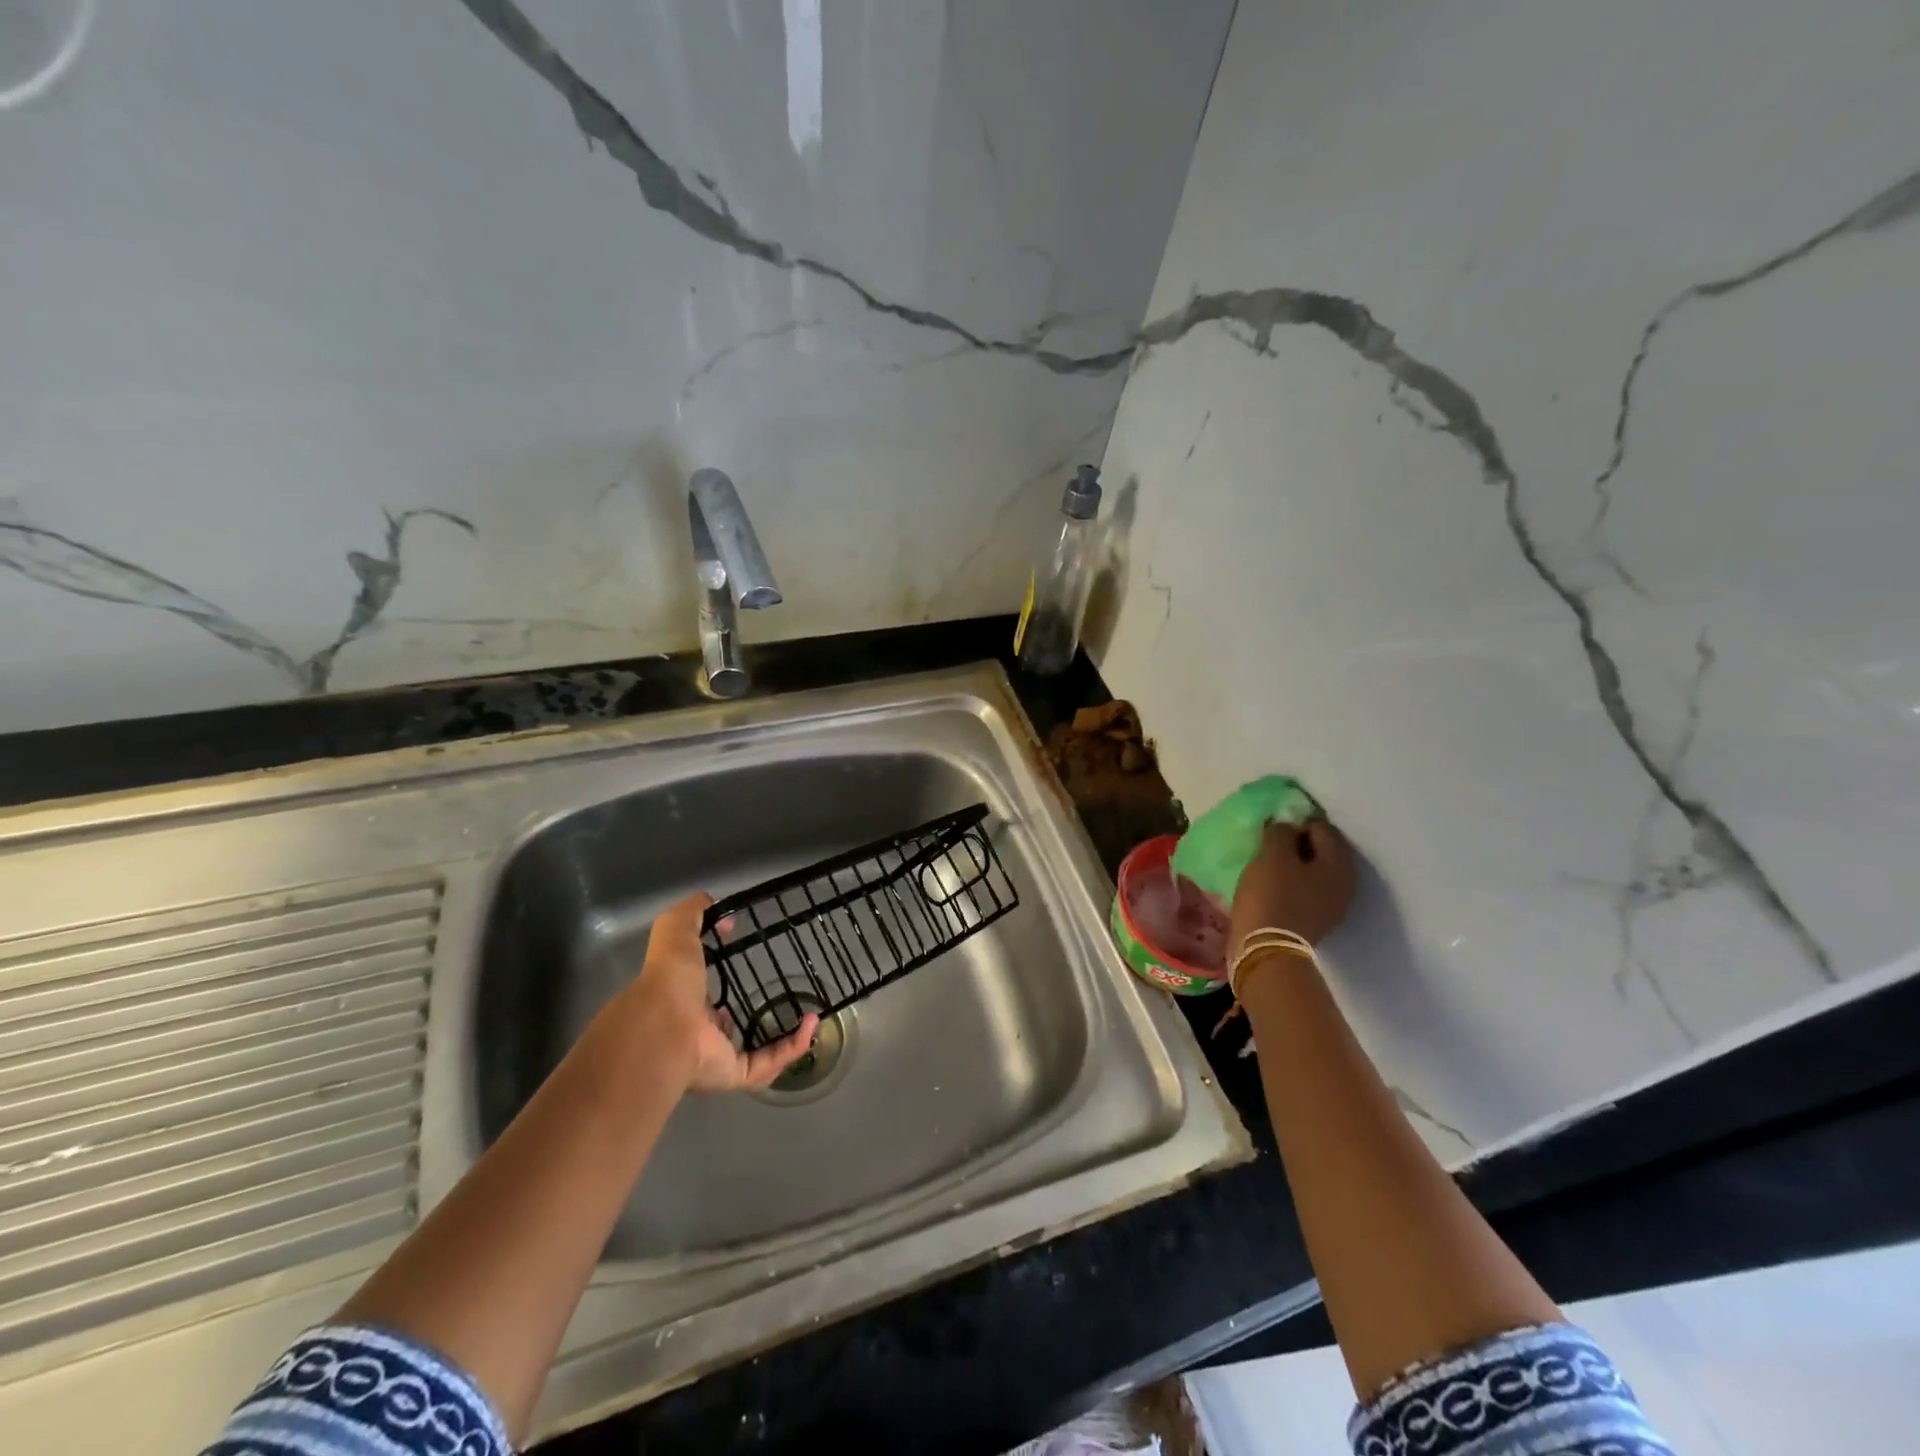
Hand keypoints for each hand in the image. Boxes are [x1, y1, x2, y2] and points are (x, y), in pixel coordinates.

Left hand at [616, 890, 818, 1093]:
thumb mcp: (675, 930)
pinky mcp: (732, 1075)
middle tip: (784, 998)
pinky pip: (767, 1065)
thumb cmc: (668, 979)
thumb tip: (724, 917)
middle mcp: (695, 1032)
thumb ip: (693, 913)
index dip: (719, 980)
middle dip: (750, 1015)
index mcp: (679, 999)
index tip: (744, 962)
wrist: (663, 1029)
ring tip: (810, 1018)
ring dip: (783, 1038)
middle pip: (725, 1027)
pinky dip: (791, 1048)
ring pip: (753, 1052)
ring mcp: (714, 1057)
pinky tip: (811, 1026)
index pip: (701, 992)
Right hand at [1229, 817, 1357, 953]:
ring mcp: (1333, 906)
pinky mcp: (1316, 922)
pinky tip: (1272, 884)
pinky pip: (1307, 891)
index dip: (1298, 820)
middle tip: (1271, 841)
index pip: (1322, 827)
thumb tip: (1286, 824)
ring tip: (1269, 862)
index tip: (1274, 823)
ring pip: (1315, 872)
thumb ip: (1281, 831)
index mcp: (1339, 863)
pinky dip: (1293, 883)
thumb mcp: (1272, 855)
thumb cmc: (1271, 895)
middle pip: (1323, 851)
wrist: (1265, 949)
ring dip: (1295, 864)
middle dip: (1299, 842)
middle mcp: (1345, 883)